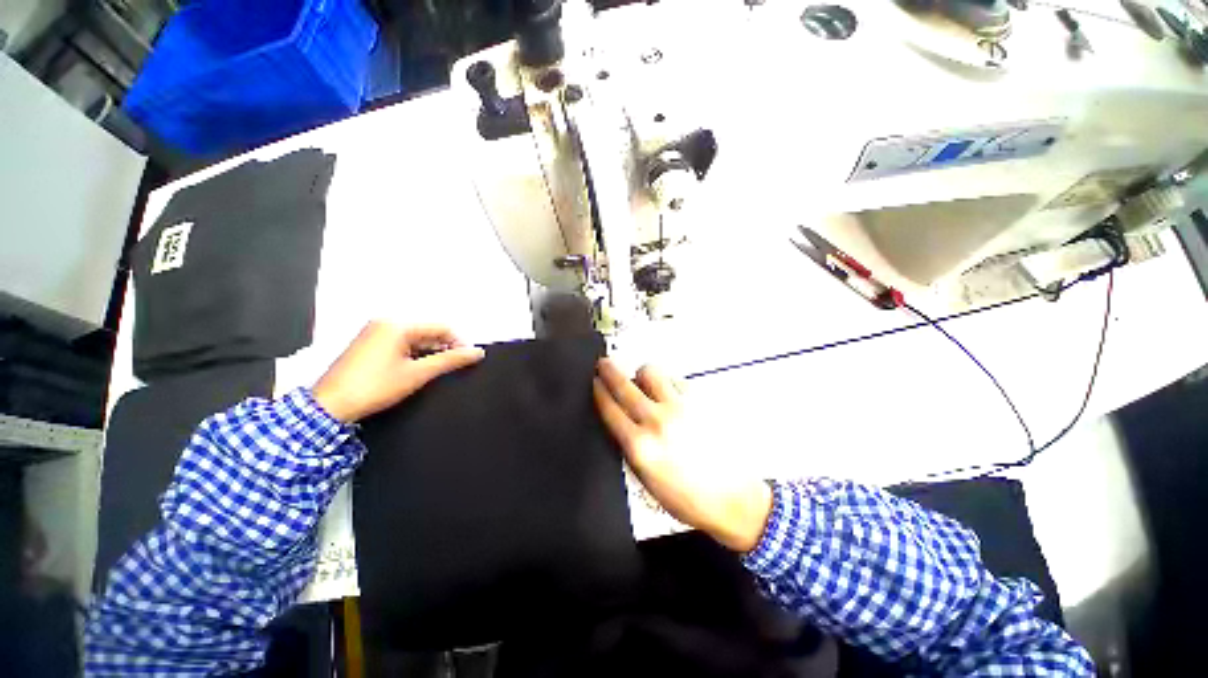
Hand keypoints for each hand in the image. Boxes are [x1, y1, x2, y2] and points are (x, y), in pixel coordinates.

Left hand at [312, 322, 484, 422]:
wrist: (329, 406)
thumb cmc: (375, 387)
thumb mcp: (418, 374)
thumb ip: (450, 360)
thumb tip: (477, 352)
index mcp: (397, 325)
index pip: (441, 327)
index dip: (459, 342)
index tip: (468, 359)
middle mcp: (385, 322)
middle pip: (427, 331)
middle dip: (443, 347)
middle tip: (452, 366)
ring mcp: (374, 332)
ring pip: (415, 338)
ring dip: (429, 352)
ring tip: (435, 370)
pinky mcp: (368, 343)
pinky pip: (400, 343)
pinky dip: (413, 354)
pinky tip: (416, 368)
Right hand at [593, 358, 772, 552]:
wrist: (734, 499)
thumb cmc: (687, 499)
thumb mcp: (646, 481)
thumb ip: (629, 448)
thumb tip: (618, 421)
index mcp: (640, 446)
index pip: (609, 409)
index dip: (598, 391)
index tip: (593, 381)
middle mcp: (657, 421)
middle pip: (624, 385)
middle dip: (608, 370)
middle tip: (603, 363)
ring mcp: (680, 407)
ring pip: (650, 372)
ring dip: (641, 375)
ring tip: (643, 382)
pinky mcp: (700, 400)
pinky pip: (675, 379)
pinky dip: (667, 383)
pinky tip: (670, 395)